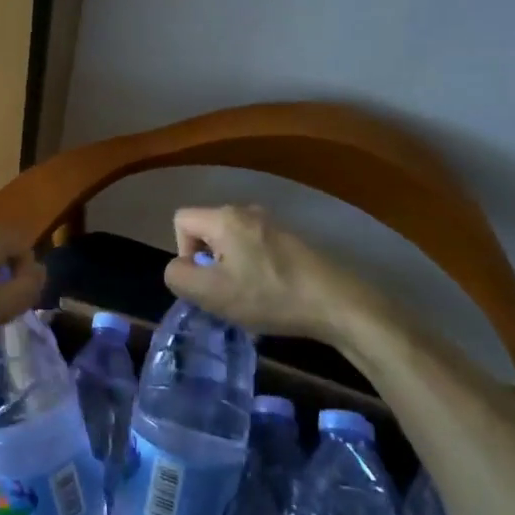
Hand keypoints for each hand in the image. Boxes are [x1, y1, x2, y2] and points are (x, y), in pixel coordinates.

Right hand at [163, 204, 394, 344]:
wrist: (337, 303)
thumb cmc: (269, 296)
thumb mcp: (211, 293)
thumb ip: (178, 277)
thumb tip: (178, 268)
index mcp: (224, 217)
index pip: (180, 220)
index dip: (182, 252)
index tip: (205, 279)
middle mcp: (246, 211)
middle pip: (206, 231)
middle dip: (208, 263)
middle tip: (226, 292)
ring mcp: (272, 224)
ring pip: (231, 242)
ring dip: (231, 270)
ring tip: (249, 298)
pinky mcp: (291, 240)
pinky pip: (254, 249)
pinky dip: (253, 271)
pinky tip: (270, 296)